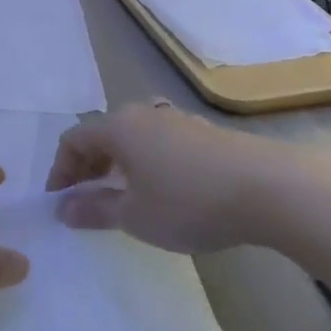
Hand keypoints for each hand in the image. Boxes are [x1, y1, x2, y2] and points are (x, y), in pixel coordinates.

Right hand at [45, 103, 313, 253]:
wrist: (272, 189)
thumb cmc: (189, 202)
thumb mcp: (134, 216)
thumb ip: (94, 211)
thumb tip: (63, 209)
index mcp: (118, 128)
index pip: (73, 140)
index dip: (60, 170)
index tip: (59, 201)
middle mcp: (144, 114)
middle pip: (103, 134)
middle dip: (88, 165)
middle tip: (85, 196)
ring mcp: (178, 120)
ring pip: (134, 137)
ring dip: (119, 163)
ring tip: (123, 194)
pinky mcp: (205, 133)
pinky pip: (160, 142)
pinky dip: (147, 162)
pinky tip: (163, 189)